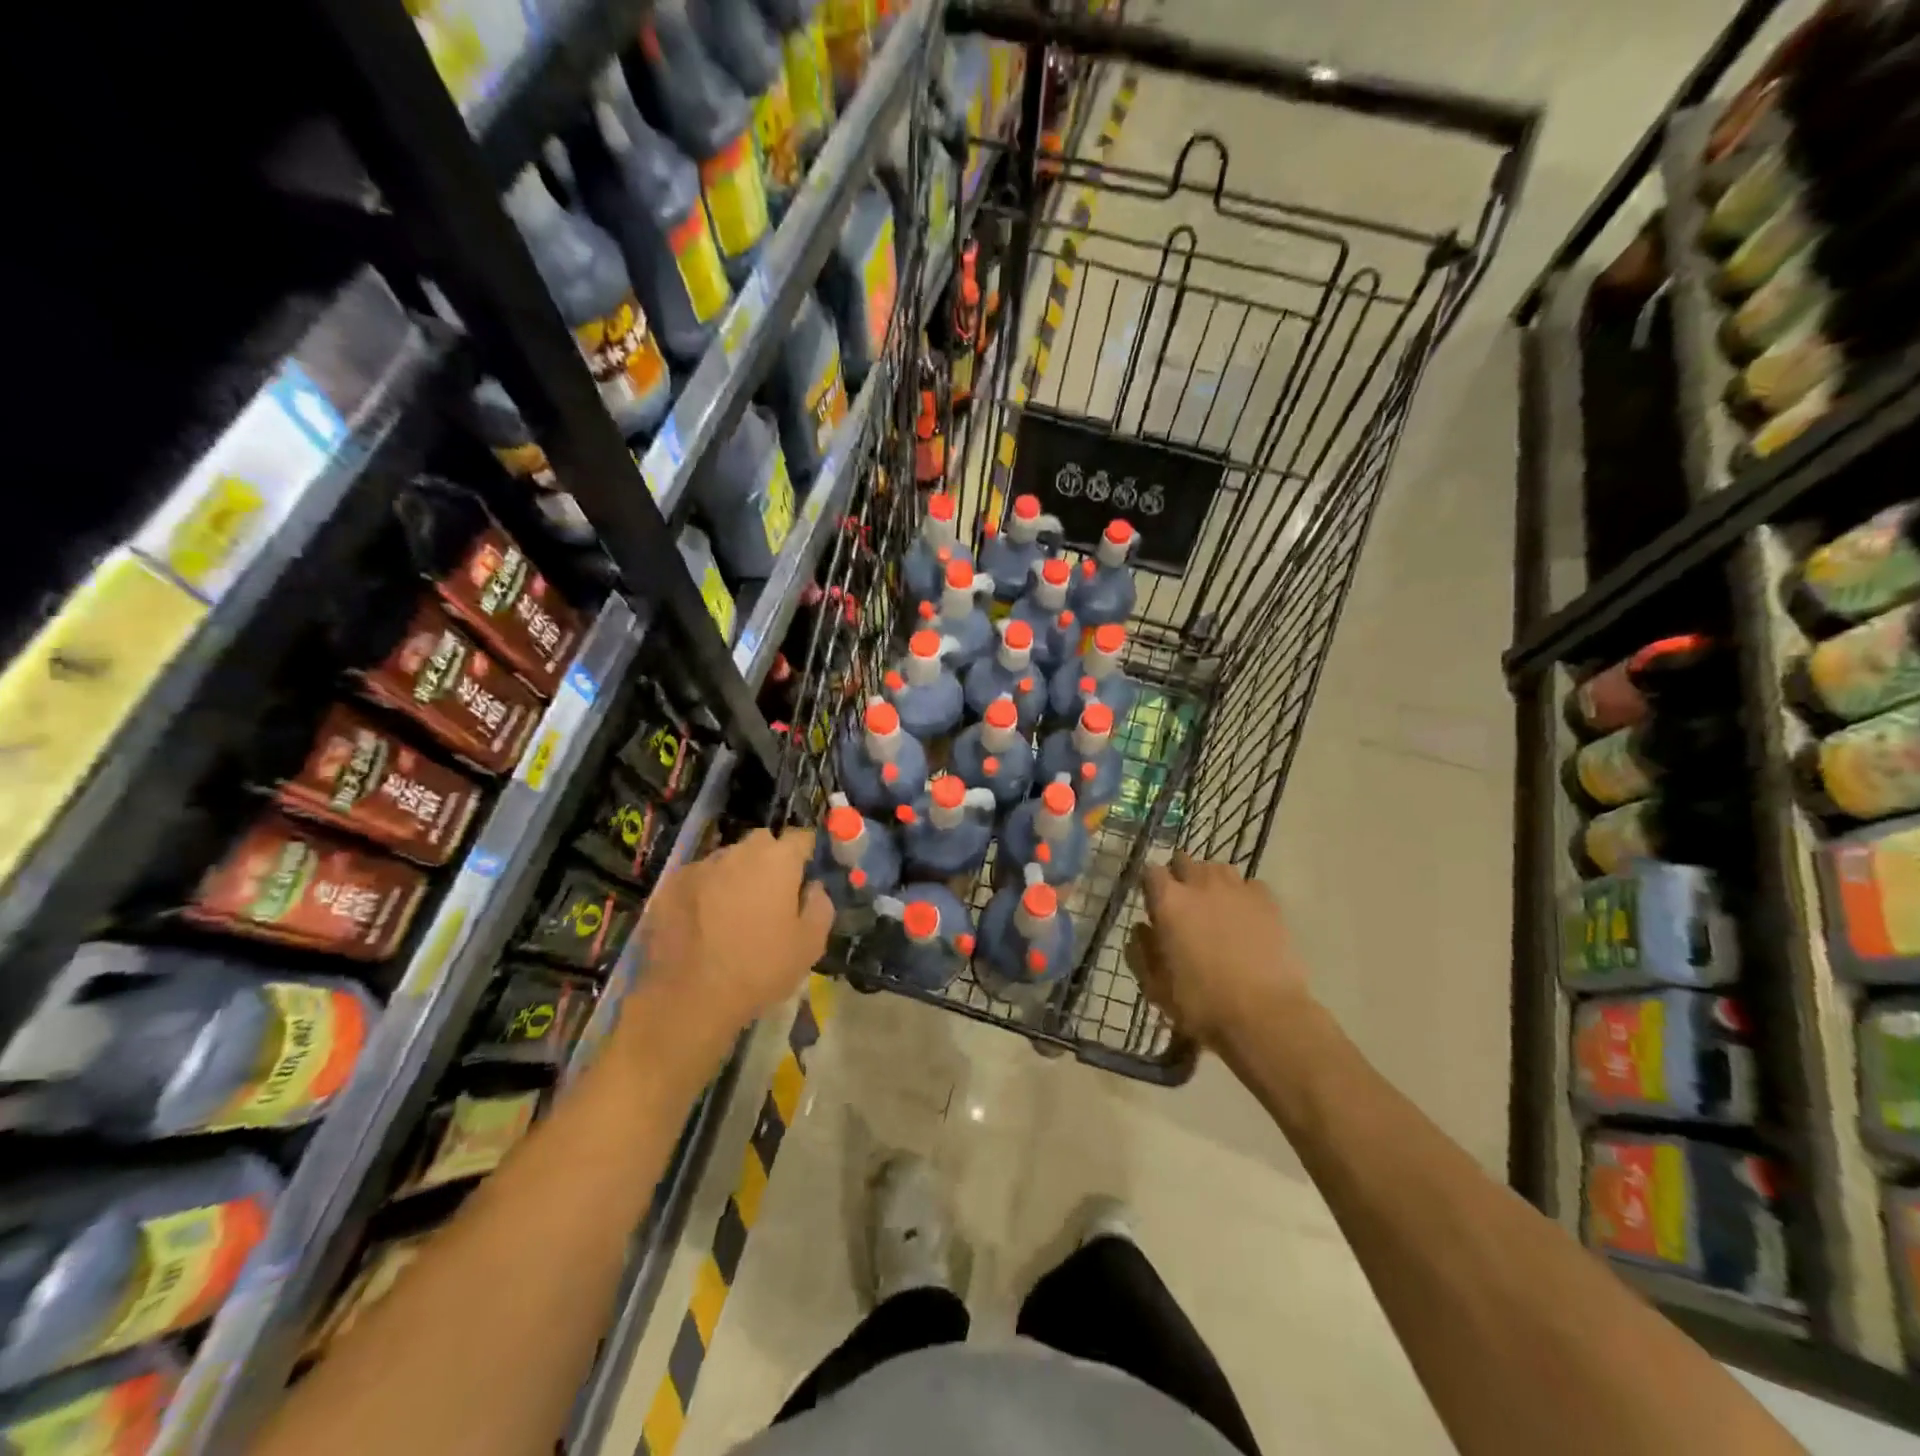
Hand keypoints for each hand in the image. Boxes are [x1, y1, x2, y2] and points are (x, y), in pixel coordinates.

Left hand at [626, 829, 832, 1069]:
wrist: (689, 1000)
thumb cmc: (760, 969)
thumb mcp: (810, 944)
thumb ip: (820, 905)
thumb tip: (813, 887)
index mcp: (777, 860)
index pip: (801, 837)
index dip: (807, 853)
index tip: (807, 874)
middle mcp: (738, 852)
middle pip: (761, 843)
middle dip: (770, 860)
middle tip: (772, 895)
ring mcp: (700, 867)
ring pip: (727, 860)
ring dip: (736, 875)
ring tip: (734, 912)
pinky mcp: (669, 886)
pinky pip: (698, 879)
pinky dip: (705, 892)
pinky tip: (703, 923)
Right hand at [1127, 851, 1311, 1053]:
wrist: (1265, 1016)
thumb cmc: (1202, 1004)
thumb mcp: (1156, 987)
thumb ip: (1141, 953)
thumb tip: (1142, 929)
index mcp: (1168, 902)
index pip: (1151, 871)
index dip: (1150, 884)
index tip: (1152, 901)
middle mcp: (1200, 884)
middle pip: (1184, 860)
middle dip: (1179, 874)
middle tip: (1182, 900)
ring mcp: (1237, 889)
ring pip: (1217, 868)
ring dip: (1210, 880)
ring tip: (1214, 903)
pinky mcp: (1267, 901)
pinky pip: (1249, 884)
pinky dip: (1242, 894)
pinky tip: (1244, 914)